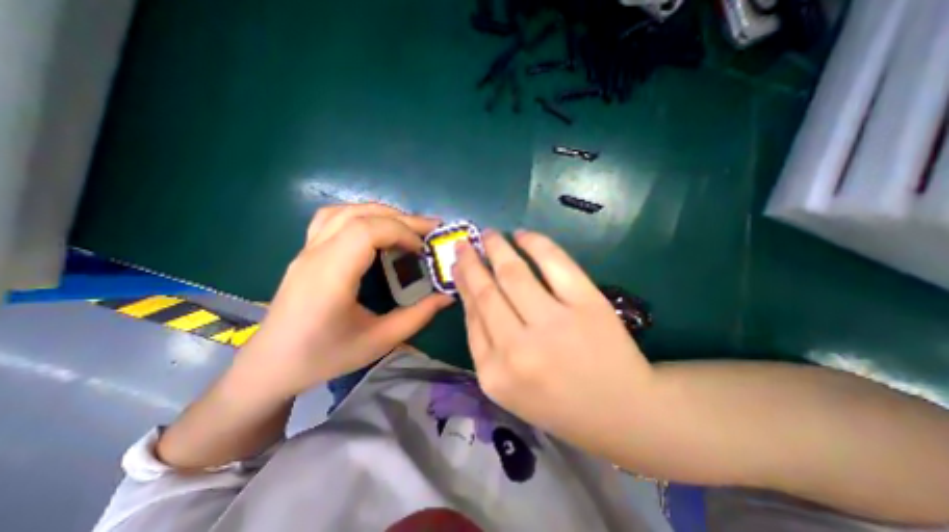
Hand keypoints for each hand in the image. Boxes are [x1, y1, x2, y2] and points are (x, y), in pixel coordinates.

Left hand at [241, 204, 452, 399]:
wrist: (271, 366)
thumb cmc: (324, 357)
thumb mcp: (379, 341)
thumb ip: (418, 316)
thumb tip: (447, 295)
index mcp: (330, 276)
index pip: (366, 230)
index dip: (401, 232)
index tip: (422, 250)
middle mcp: (315, 255)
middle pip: (360, 215)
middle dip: (401, 218)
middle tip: (429, 229)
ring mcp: (306, 250)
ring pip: (345, 211)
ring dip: (381, 213)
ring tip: (406, 227)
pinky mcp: (306, 253)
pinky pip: (332, 218)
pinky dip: (360, 215)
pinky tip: (375, 230)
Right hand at [452, 230, 652, 443]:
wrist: (622, 411)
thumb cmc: (558, 401)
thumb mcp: (507, 385)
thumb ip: (484, 342)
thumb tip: (470, 293)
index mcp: (495, 373)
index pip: (471, 315)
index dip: (463, 284)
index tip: (458, 265)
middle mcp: (519, 349)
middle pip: (486, 292)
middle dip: (471, 262)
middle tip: (464, 243)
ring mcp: (555, 323)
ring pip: (513, 273)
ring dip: (497, 247)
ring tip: (488, 234)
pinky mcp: (587, 304)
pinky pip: (554, 263)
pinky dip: (535, 243)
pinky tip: (522, 235)